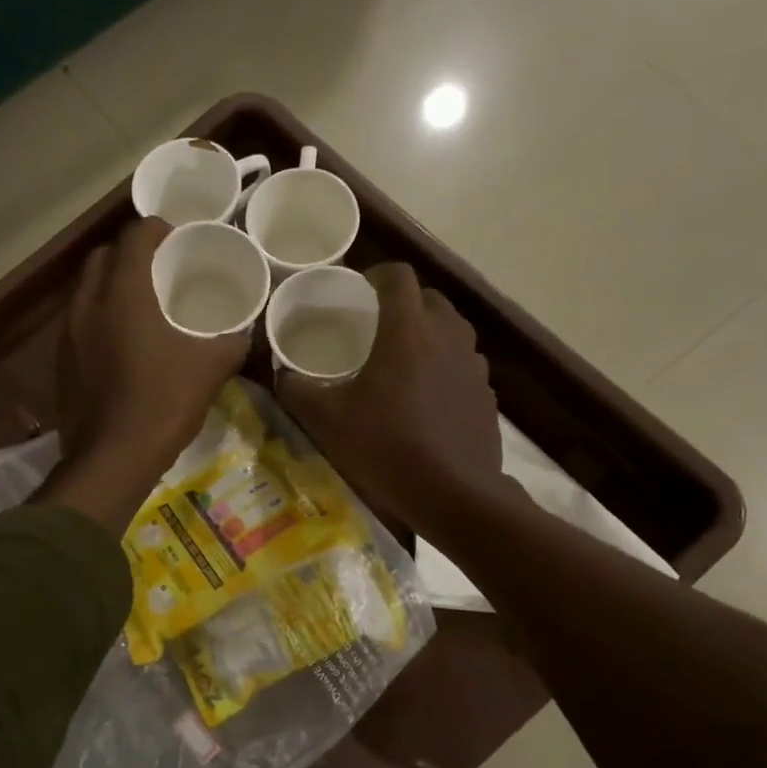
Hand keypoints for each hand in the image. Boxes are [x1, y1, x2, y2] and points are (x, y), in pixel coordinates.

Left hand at [45, 218, 248, 532]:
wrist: (112, 458)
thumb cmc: (163, 403)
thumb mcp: (210, 369)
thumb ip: (233, 342)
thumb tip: (247, 333)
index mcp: (124, 292)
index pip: (135, 236)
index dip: (157, 229)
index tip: (177, 238)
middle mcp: (89, 303)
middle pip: (103, 257)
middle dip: (129, 253)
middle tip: (158, 269)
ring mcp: (69, 333)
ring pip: (87, 290)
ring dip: (110, 286)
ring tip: (141, 303)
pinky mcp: (62, 361)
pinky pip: (79, 322)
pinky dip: (99, 318)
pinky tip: (122, 342)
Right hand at [277, 263, 502, 529]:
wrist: (453, 493)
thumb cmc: (386, 447)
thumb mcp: (328, 421)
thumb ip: (298, 390)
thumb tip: (280, 373)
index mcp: (407, 330)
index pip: (398, 276)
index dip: (377, 274)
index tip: (359, 290)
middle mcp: (446, 335)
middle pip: (429, 298)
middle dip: (403, 302)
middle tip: (377, 325)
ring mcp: (473, 364)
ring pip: (451, 329)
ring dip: (428, 332)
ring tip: (402, 358)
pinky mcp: (486, 392)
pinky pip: (463, 363)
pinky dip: (445, 365)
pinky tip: (427, 396)